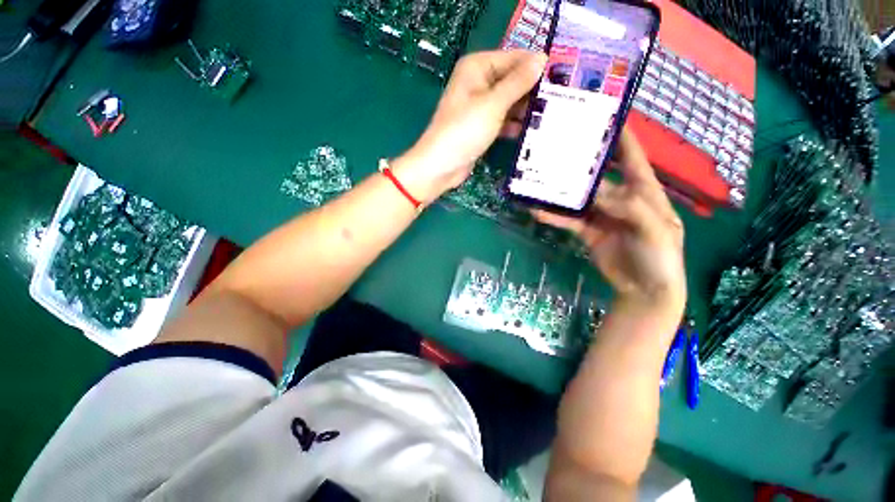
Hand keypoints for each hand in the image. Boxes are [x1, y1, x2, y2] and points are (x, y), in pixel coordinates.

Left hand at [396, 50, 546, 200]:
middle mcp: (478, 84)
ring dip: (525, 110)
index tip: (561, 78)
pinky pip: (503, 121)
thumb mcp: (493, 104)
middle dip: (532, 91)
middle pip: (512, 81)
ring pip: (509, 103)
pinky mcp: (481, 128)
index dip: (535, 67)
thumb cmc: (464, 131)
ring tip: (551, 117)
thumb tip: (542, 59)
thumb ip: (518, 82)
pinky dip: (514, 126)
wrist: (441, 166)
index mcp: (477, 68)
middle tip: (559, 101)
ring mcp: (480, 108)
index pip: (513, 58)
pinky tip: (532, 132)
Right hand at [534, 130, 685, 313]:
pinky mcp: (588, 232)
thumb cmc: (660, 257)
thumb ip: (629, 207)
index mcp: (644, 191)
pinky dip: (554, 217)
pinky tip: (538, 211)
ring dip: (561, 192)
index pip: (632, 157)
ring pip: (579, 198)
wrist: (644, 289)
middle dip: (582, 162)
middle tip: (560, 148)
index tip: (603, 117)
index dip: (621, 136)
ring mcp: (602, 215)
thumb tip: (596, 191)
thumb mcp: (655, 228)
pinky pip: (569, 221)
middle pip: (598, 175)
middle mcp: (621, 198)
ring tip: (540, 180)